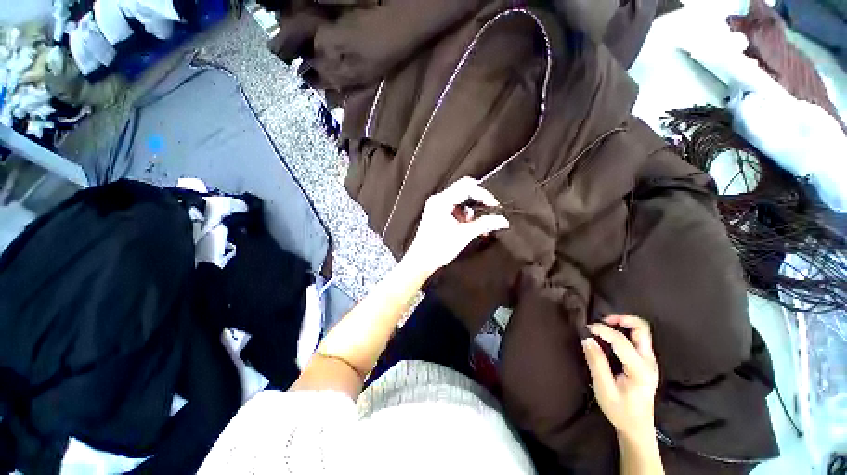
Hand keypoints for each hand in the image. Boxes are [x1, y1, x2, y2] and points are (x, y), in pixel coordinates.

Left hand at [405, 177, 508, 274]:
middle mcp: (438, 200)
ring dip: (473, 210)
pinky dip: (465, 215)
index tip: (494, 206)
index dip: (483, 194)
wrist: (421, 261)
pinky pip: (455, 208)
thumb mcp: (464, 235)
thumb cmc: (438, 248)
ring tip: (479, 224)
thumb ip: (484, 224)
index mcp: (442, 201)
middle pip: (464, 190)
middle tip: (490, 211)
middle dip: (479, 201)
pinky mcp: (438, 214)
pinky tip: (471, 227)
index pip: (467, 187)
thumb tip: (502, 220)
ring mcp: (437, 206)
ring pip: (461, 200)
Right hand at [583, 315, 658, 441]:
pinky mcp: (647, 362)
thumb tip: (587, 339)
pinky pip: (638, 338)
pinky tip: (611, 337)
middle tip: (602, 321)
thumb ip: (597, 363)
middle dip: (621, 319)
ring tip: (605, 326)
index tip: (587, 328)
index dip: (603, 330)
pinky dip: (625, 331)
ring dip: (623, 324)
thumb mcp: (604, 389)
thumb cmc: (620, 411)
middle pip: (642, 329)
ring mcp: (650, 361)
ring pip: (642, 331)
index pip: (621, 341)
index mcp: (640, 370)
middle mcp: (649, 362)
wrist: (638, 428)